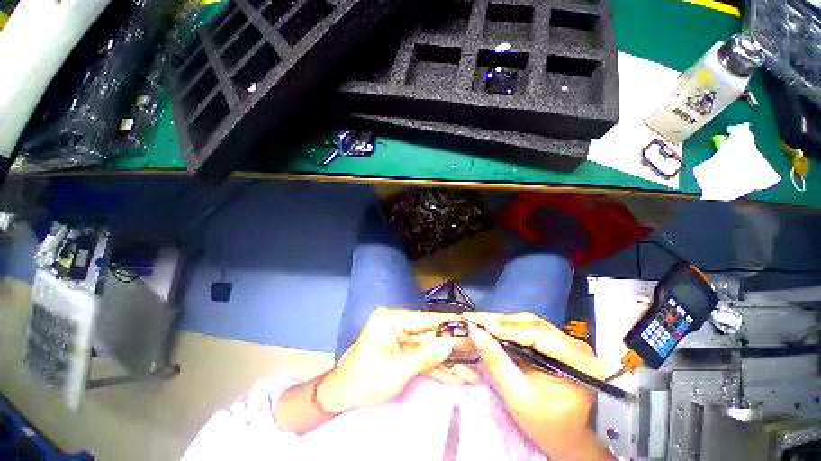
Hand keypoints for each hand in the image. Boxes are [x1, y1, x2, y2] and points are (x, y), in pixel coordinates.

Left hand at [319, 307, 463, 412]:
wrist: (344, 397)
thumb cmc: (366, 379)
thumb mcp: (397, 369)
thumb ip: (426, 355)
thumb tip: (450, 342)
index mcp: (392, 319)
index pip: (426, 319)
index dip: (449, 322)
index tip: (471, 323)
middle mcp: (399, 324)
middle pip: (432, 334)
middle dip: (454, 346)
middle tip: (479, 350)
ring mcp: (403, 339)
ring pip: (431, 348)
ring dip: (451, 361)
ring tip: (475, 370)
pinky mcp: (405, 353)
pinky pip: (425, 359)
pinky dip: (440, 368)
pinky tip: (459, 376)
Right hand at [463, 311, 610, 460]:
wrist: (567, 438)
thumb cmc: (546, 424)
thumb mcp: (518, 395)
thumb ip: (497, 361)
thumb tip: (475, 332)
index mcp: (578, 362)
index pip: (537, 334)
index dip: (505, 327)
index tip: (478, 321)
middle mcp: (577, 346)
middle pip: (533, 324)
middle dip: (501, 321)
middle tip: (475, 318)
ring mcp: (569, 342)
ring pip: (531, 323)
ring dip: (504, 322)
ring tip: (481, 320)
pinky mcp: (560, 343)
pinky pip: (532, 329)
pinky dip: (511, 327)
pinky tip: (494, 327)